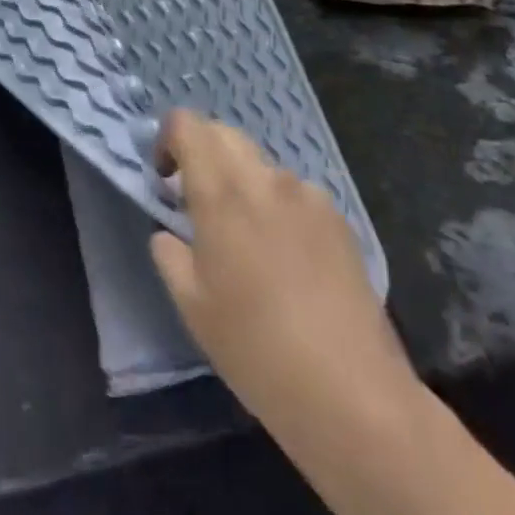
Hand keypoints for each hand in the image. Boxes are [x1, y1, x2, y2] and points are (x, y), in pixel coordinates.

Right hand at [150, 111, 419, 441]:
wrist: (350, 390)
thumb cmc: (255, 348)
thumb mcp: (192, 306)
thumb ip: (169, 253)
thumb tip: (169, 230)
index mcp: (221, 192)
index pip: (187, 124)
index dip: (168, 138)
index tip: (165, 178)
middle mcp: (263, 178)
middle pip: (224, 134)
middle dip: (202, 153)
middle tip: (196, 202)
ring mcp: (305, 193)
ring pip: (260, 164)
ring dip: (241, 181)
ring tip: (246, 238)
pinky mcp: (337, 216)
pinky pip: (294, 192)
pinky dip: (276, 205)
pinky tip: (287, 258)